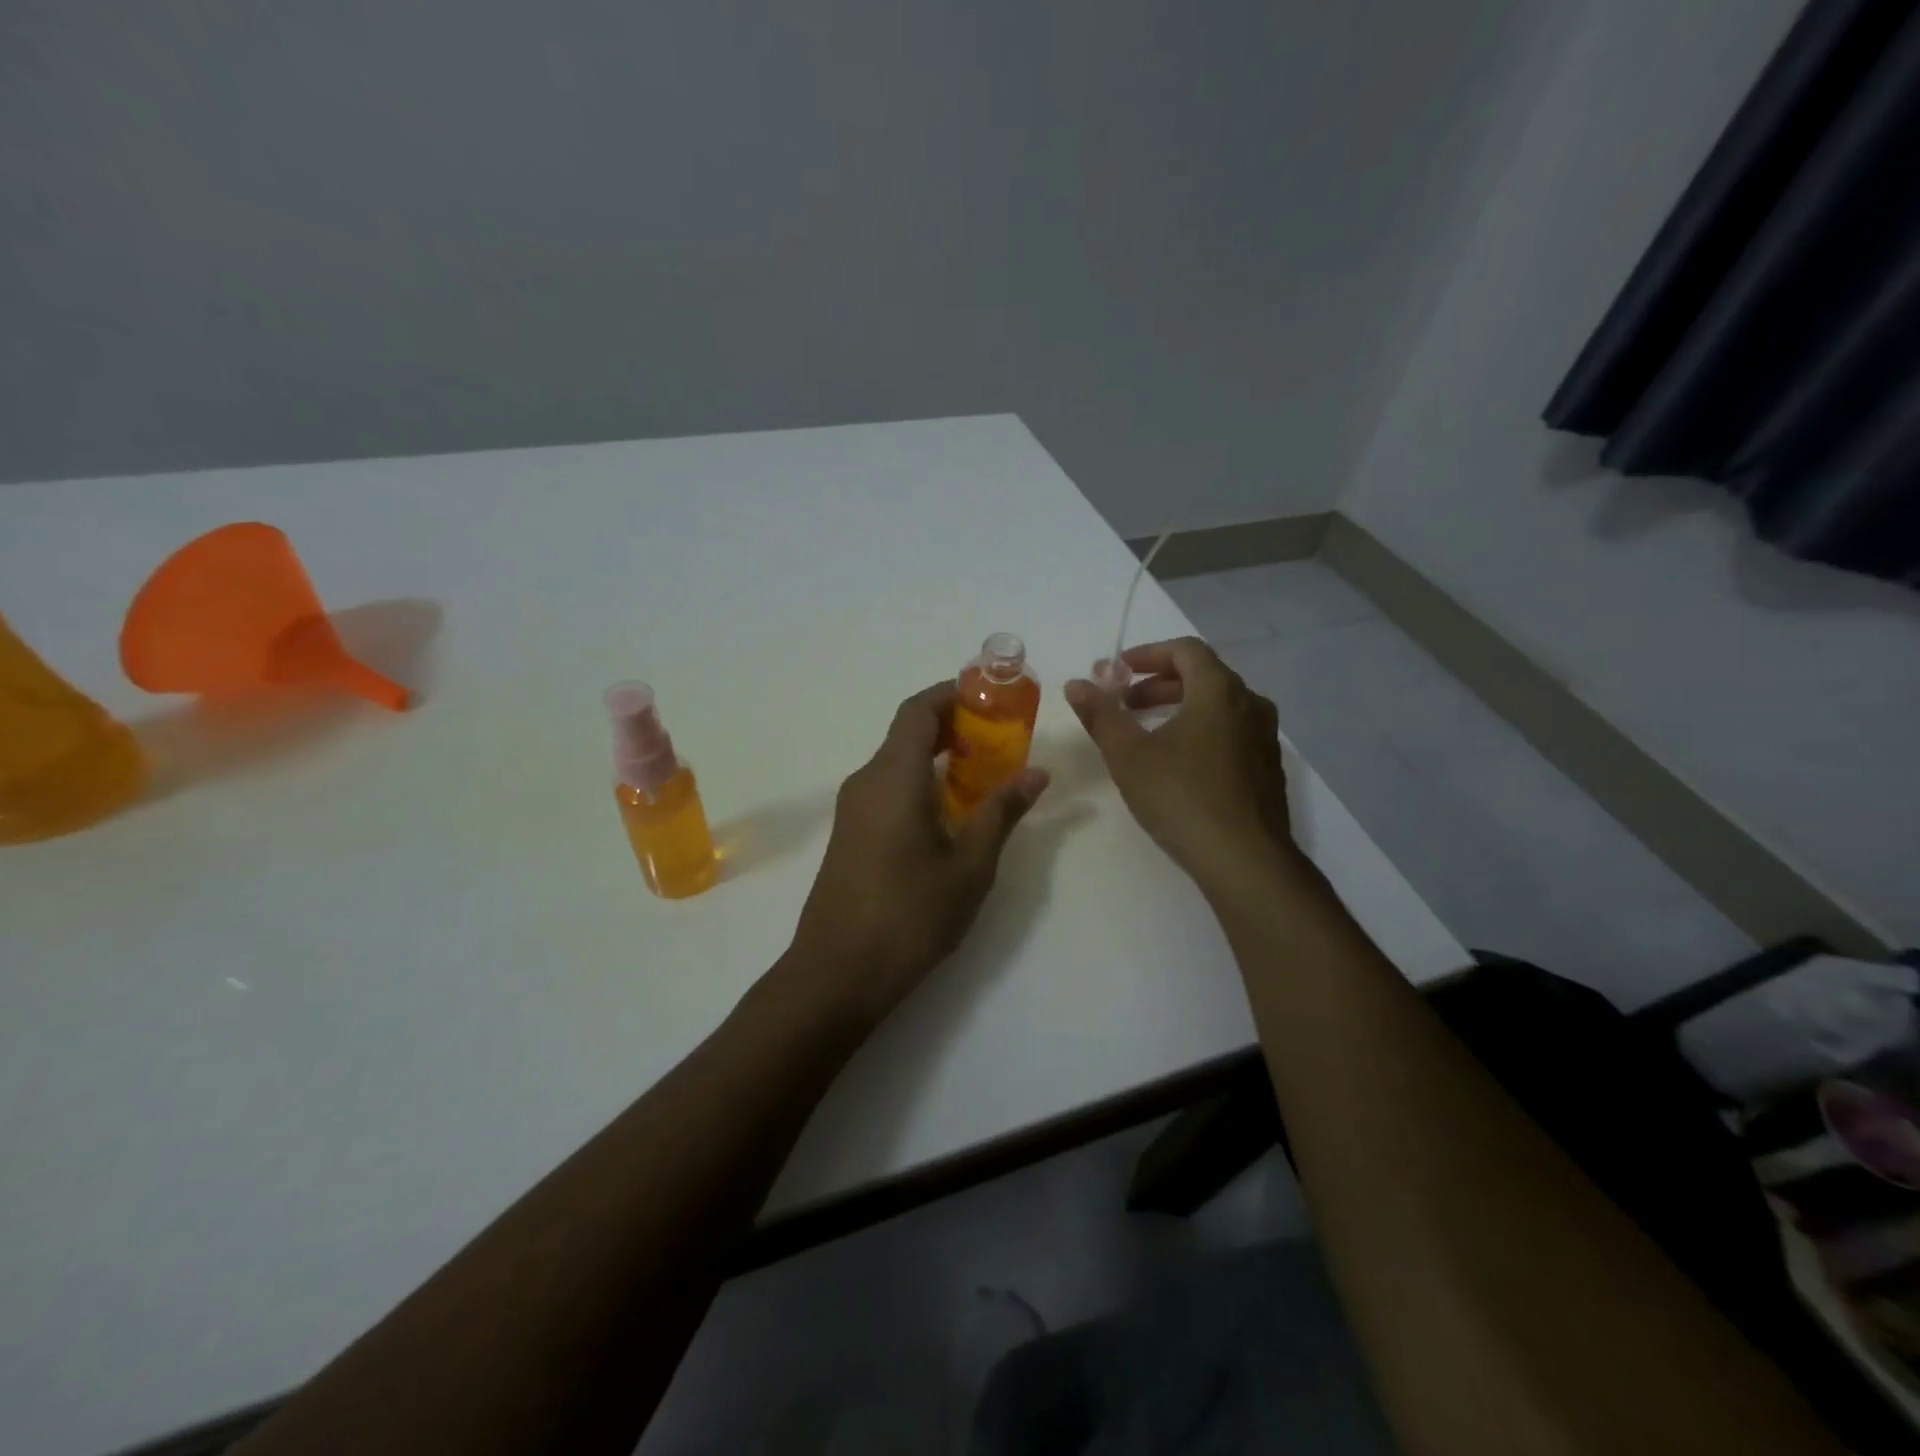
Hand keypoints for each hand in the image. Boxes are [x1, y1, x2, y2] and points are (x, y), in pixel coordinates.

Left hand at [787, 682, 1049, 1019]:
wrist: (837, 974)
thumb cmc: (909, 915)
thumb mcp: (969, 865)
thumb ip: (1002, 813)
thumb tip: (1037, 774)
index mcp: (893, 777)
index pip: (918, 711)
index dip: (953, 694)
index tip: (992, 697)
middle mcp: (866, 781)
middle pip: (908, 733)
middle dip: (954, 726)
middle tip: (1002, 737)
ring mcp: (854, 809)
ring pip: (899, 762)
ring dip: (940, 757)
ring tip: (987, 774)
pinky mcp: (851, 834)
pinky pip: (889, 789)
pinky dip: (923, 783)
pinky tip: (953, 813)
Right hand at [1065, 637, 1293, 888]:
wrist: (1245, 860)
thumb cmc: (1182, 797)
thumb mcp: (1129, 755)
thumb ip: (1101, 715)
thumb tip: (1076, 684)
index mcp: (1219, 691)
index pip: (1185, 650)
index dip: (1148, 654)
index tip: (1118, 671)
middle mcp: (1250, 705)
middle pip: (1203, 676)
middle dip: (1158, 684)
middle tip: (1124, 704)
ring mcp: (1265, 738)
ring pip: (1218, 707)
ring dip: (1179, 708)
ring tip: (1146, 733)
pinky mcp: (1267, 769)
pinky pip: (1231, 732)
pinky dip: (1200, 730)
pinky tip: (1178, 764)